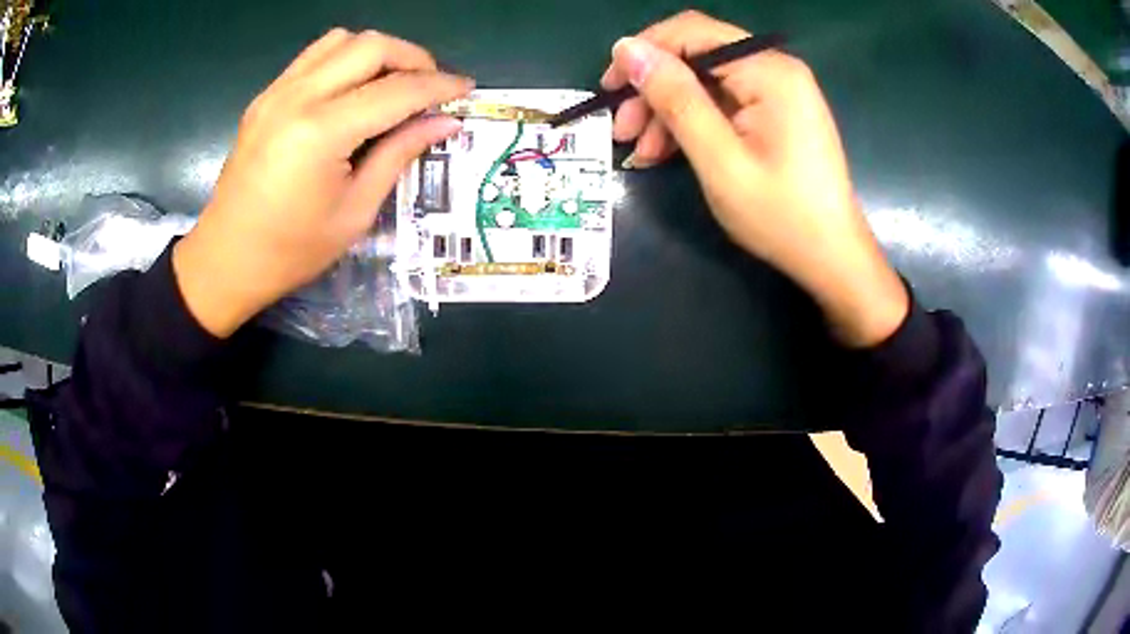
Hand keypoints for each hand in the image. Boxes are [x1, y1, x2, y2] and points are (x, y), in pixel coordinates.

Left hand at [173, 29, 472, 336]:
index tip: (466, 89)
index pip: (396, 90)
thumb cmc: (291, 250)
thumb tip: (445, 122)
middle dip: (413, 58)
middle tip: (430, 86)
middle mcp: (297, 98)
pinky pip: (315, 55)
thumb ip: (399, 155)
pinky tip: (354, 87)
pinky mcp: (266, 96)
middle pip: (371, 46)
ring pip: (343, 40)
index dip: (438, 86)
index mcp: (321, 133)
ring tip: (394, 83)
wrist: (225, 260)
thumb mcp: (355, 211)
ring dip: (378, 52)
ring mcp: (276, 92)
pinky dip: (346, 59)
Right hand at [602, 11, 906, 346]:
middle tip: (622, 131)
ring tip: (641, 153)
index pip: (691, 32)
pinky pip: (722, 104)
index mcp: (768, 71)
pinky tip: (667, 152)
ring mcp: (777, 91)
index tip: (610, 89)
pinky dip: (692, 123)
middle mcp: (774, 69)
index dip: (643, 52)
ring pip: (704, 82)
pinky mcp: (775, 113)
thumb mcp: (719, 159)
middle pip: (696, 57)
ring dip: (667, 111)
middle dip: (653, 89)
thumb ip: (675, 99)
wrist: (832, 258)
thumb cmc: (781, 215)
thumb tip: (627, 49)